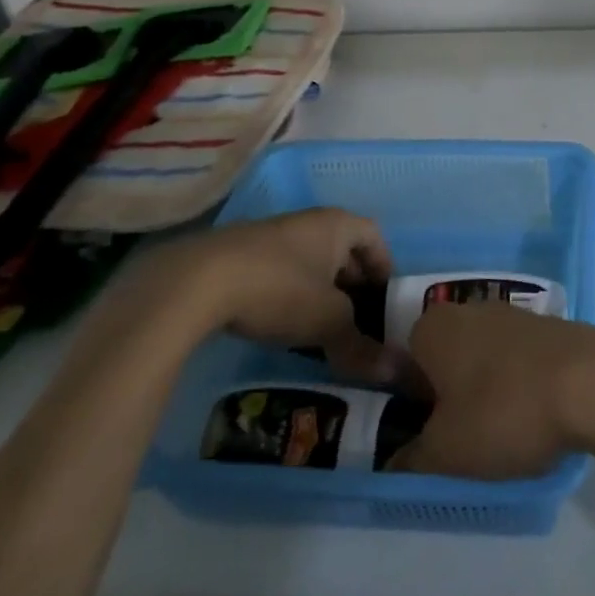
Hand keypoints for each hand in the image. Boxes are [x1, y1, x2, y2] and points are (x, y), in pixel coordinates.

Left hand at [96, 209, 397, 382]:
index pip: (374, 235)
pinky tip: (279, 324)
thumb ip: (362, 347)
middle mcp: (306, 222)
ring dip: (318, 289)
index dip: (384, 265)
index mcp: (336, 224)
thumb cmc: (280, 289)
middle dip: (352, 282)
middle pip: (341, 247)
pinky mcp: (237, 254)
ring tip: (320, 327)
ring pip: (307, 261)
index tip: (385, 298)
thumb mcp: (327, 323)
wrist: (195, 282)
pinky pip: (278, 270)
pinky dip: (287, 293)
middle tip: (358, 318)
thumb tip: (399, 373)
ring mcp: (269, 235)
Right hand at [389, 304, 594, 478]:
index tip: (428, 436)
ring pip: (487, 358)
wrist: (594, 383)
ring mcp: (516, 315)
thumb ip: (412, 458)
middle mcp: (471, 310)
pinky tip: (539, 416)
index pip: (404, 363)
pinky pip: (523, 360)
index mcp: (434, 328)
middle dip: (451, 396)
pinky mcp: (552, 327)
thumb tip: (393, 463)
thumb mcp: (446, 452)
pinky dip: (523, 385)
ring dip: (489, 391)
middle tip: (464, 439)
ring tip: (505, 433)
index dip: (411, 403)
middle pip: (448, 358)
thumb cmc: (504, 412)